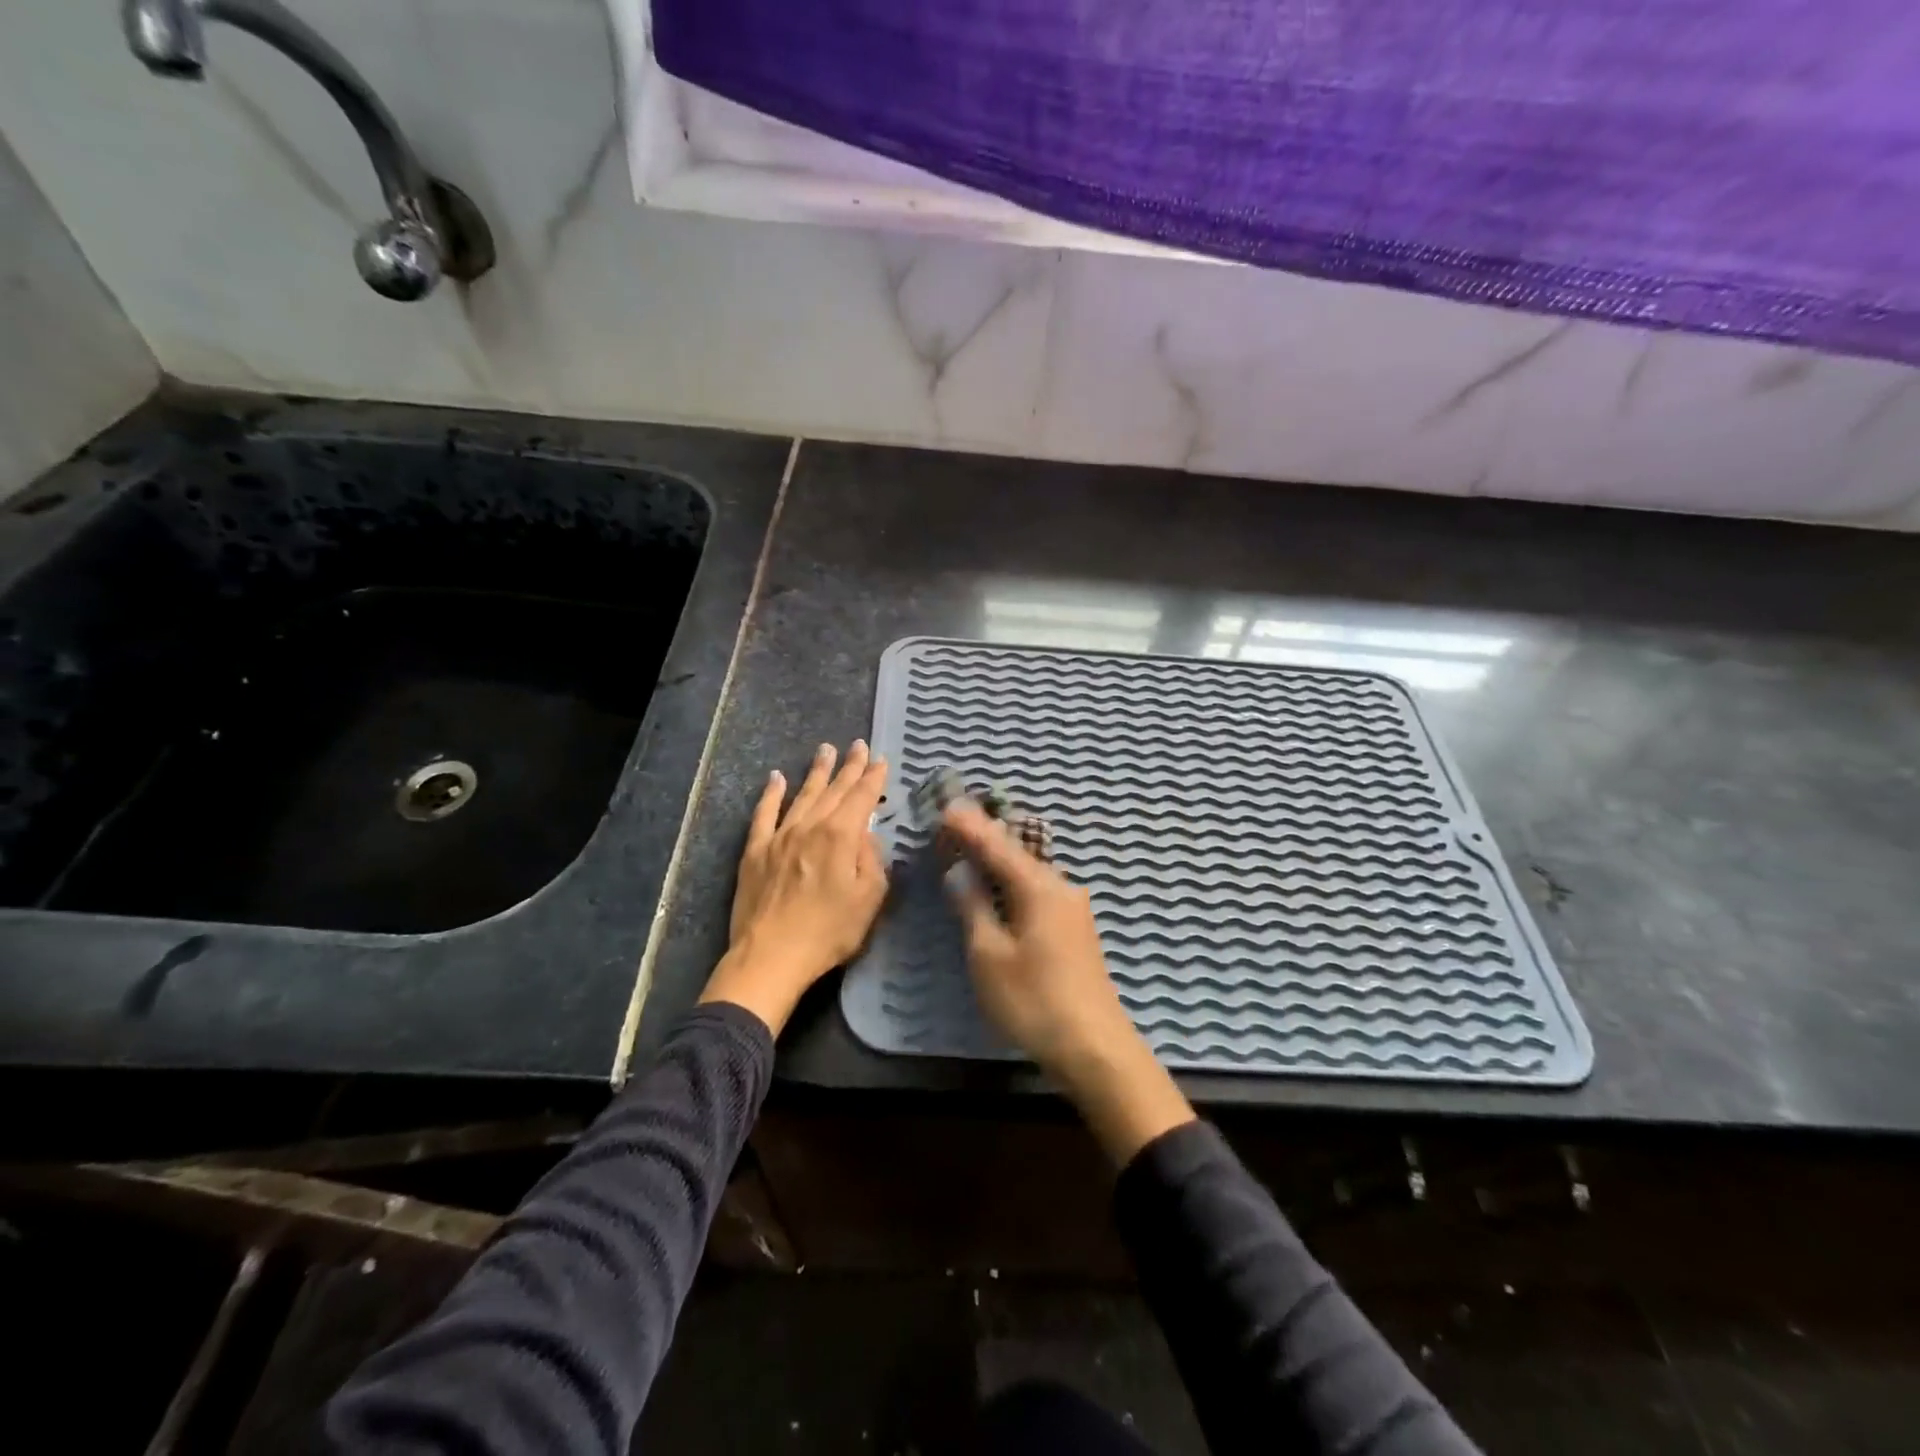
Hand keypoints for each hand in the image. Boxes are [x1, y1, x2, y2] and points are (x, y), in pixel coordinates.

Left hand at [700, 741, 889, 1035]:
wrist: (771, 956)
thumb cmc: (829, 932)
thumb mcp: (869, 899)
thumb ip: (872, 860)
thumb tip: (866, 834)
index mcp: (841, 836)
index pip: (862, 797)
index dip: (873, 777)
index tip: (881, 759)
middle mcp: (811, 826)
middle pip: (834, 790)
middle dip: (849, 766)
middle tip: (858, 745)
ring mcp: (780, 836)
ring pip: (802, 795)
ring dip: (816, 771)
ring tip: (825, 750)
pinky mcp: (755, 851)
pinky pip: (764, 814)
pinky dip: (771, 793)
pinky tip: (776, 777)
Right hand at [942, 801, 1193, 1162]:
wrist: (1094, 1047)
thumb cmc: (1034, 1000)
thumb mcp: (990, 956)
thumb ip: (973, 907)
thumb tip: (959, 872)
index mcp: (1039, 887)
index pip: (997, 846)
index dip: (970, 827)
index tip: (946, 806)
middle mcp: (1060, 887)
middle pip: (1016, 853)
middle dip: (985, 836)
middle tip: (955, 821)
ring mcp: (1072, 908)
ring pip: (1029, 871)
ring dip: (1000, 858)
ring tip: (972, 845)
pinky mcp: (1075, 928)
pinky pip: (1038, 889)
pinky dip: (1013, 880)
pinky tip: (1001, 883)